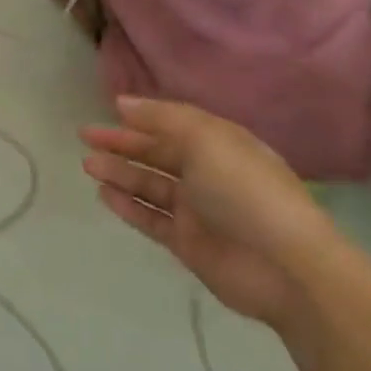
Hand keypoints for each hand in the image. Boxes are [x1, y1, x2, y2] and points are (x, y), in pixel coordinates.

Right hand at [82, 97, 338, 326]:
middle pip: (157, 154)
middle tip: (85, 135)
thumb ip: (161, 118)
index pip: (173, 125)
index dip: (142, 117)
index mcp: (220, 144)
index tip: (108, 110)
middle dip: (122, 144)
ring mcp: (198, 211)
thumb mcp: (205, 138)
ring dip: (119, 173)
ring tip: (88, 164)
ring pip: (149, 186)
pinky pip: (151, 219)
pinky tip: (104, 194)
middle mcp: (208, 174)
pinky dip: (127, 206)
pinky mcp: (188, 244)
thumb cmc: (245, 189)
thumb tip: (122, 102)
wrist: (285, 267)